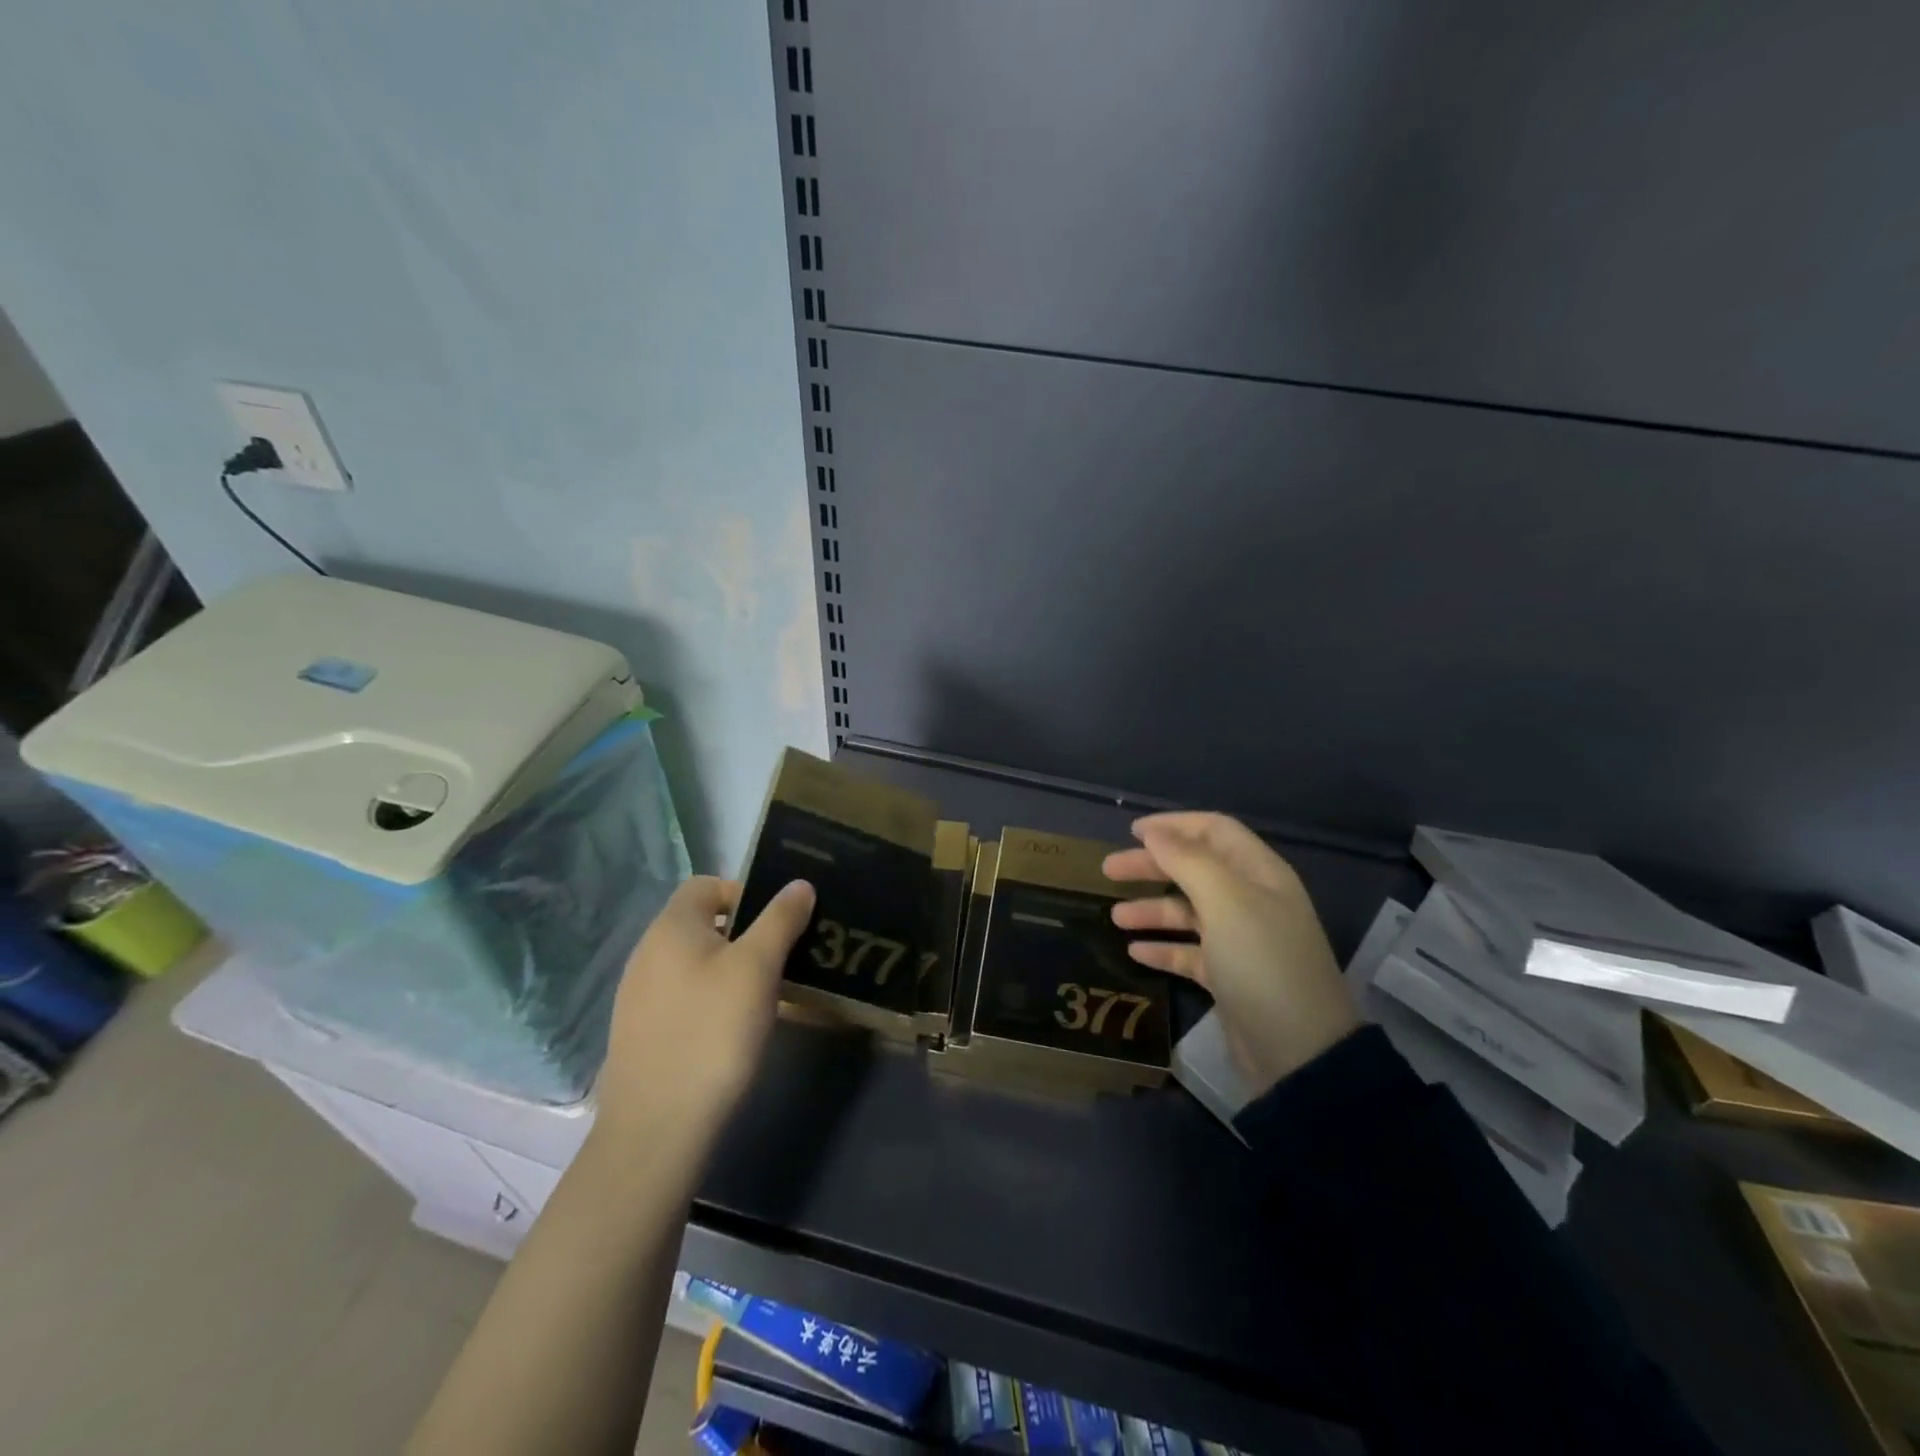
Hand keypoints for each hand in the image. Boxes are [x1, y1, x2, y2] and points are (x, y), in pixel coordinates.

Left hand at [595, 876, 815, 1144]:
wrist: (657, 1128)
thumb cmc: (713, 1032)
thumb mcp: (758, 967)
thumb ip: (780, 919)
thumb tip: (799, 884)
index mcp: (671, 927)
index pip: (707, 884)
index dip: (745, 892)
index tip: (779, 922)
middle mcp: (647, 953)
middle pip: (703, 924)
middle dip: (746, 934)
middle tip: (782, 959)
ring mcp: (639, 996)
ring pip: (696, 963)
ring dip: (732, 969)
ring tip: (766, 996)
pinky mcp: (642, 1032)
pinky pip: (685, 997)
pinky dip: (712, 1000)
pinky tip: (734, 1030)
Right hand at [1105, 813, 1358, 1095]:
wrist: (1299, 1053)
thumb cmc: (1262, 963)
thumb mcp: (1225, 902)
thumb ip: (1187, 861)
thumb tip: (1153, 832)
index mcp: (1260, 873)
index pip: (1214, 831)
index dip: (1174, 825)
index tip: (1132, 831)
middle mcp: (1252, 900)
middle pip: (1195, 869)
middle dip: (1152, 866)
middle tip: (1108, 870)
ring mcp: (1241, 941)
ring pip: (1188, 912)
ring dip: (1152, 909)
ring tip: (1115, 918)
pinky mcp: (1229, 977)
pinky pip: (1189, 952)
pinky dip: (1163, 948)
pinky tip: (1134, 951)